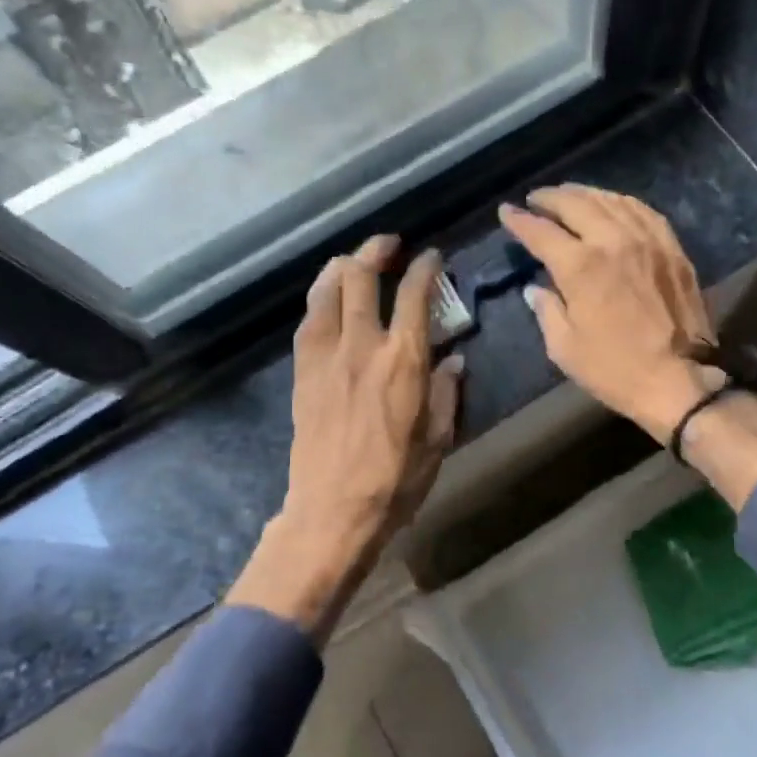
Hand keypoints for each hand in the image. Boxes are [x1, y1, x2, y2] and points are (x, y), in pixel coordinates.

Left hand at [229, 235, 463, 641]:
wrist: (332, 511)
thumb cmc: (395, 480)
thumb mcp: (438, 439)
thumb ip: (447, 391)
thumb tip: (453, 358)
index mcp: (403, 360)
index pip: (415, 294)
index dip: (426, 267)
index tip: (432, 257)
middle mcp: (362, 345)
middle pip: (360, 275)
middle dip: (376, 250)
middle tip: (390, 246)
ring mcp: (325, 355)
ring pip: (326, 288)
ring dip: (343, 266)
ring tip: (356, 262)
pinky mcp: (302, 370)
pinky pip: (309, 318)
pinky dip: (321, 297)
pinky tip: (330, 298)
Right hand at [499, 185, 722, 443]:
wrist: (678, 380)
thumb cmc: (614, 369)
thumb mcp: (564, 347)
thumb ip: (546, 310)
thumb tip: (535, 289)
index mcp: (580, 266)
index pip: (541, 231)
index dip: (519, 219)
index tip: (506, 211)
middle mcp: (612, 241)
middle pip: (576, 204)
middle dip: (550, 197)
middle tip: (536, 198)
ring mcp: (647, 241)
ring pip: (611, 201)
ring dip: (585, 194)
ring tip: (569, 195)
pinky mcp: (672, 249)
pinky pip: (643, 212)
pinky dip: (621, 203)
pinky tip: (613, 204)